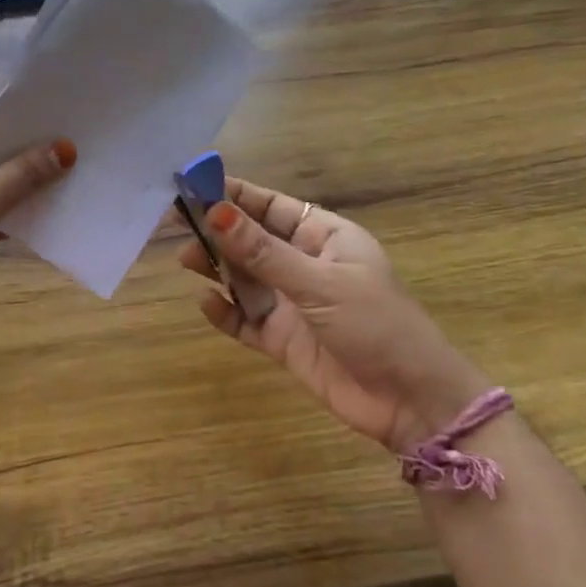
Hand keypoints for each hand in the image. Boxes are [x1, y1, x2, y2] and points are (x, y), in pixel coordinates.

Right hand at [178, 178, 490, 447]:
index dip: (234, 195)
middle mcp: (305, 265)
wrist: (409, 401)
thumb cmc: (375, 324)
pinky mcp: (282, 340)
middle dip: (218, 232)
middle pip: (252, 241)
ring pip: (244, 278)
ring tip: (186, 260)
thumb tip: (215, 213)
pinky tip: (205, 304)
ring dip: (217, 269)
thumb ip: (263, 252)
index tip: (193, 185)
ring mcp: (292, 304)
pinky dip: (225, 312)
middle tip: (176, 225)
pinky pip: (245, 320)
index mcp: (325, 238)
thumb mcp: (319, 282)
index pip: (272, 207)